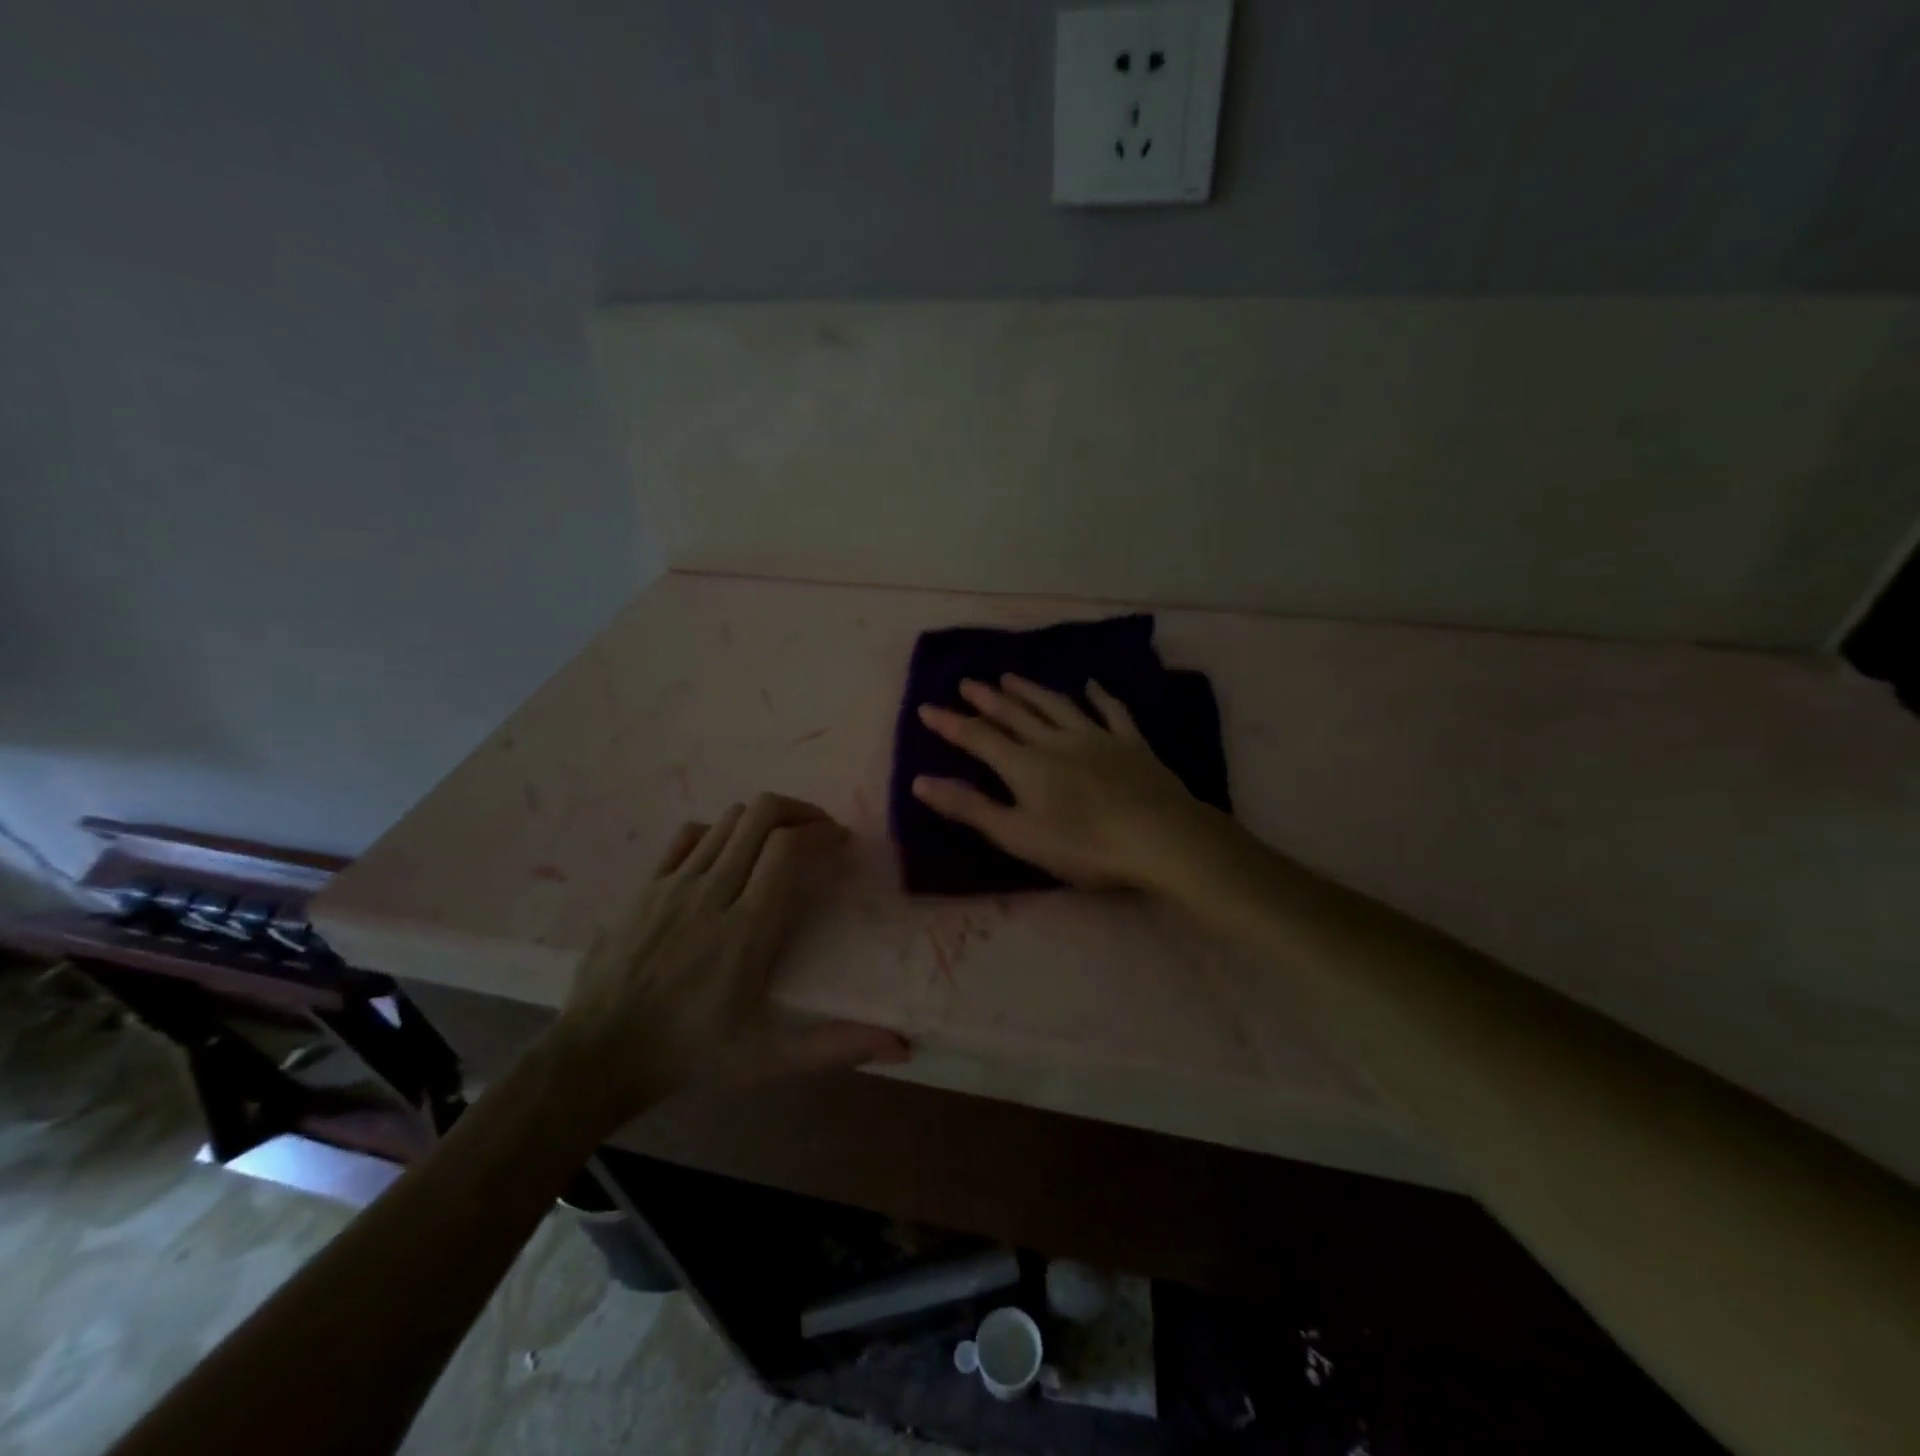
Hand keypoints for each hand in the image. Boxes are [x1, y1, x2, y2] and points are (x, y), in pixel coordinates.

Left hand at [550, 793, 909, 1128]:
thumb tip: (903, 1046)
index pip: (787, 848)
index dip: (821, 832)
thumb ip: (836, 1047)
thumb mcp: (768, 1059)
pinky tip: (729, 855)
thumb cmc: (691, 1054)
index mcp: (747, 928)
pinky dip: (719, 831)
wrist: (597, 1055)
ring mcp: (674, 884)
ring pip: (728, 819)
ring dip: (763, 820)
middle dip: (799, 811)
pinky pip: (689, 835)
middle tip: (819, 831)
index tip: (841, 841)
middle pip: (760, 815)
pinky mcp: (646, 885)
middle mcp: (712, 892)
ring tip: (782, 840)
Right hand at [912, 675, 1224, 891]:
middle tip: (967, 682)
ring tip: (1010, 676)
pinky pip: (1112, 712)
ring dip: (1031, 690)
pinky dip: (1100, 696)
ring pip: (1056, 706)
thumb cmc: (1084, 846)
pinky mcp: (1131, 744)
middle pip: (1016, 715)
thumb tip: (920, 782)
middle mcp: (1056, 741)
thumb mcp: (1018, 835)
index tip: (926, 708)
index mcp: (1026, 766)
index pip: (979, 738)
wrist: (1160, 837)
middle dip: (988, 699)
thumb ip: (970, 808)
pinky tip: (1091, 685)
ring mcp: (1096, 738)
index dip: (951, 724)